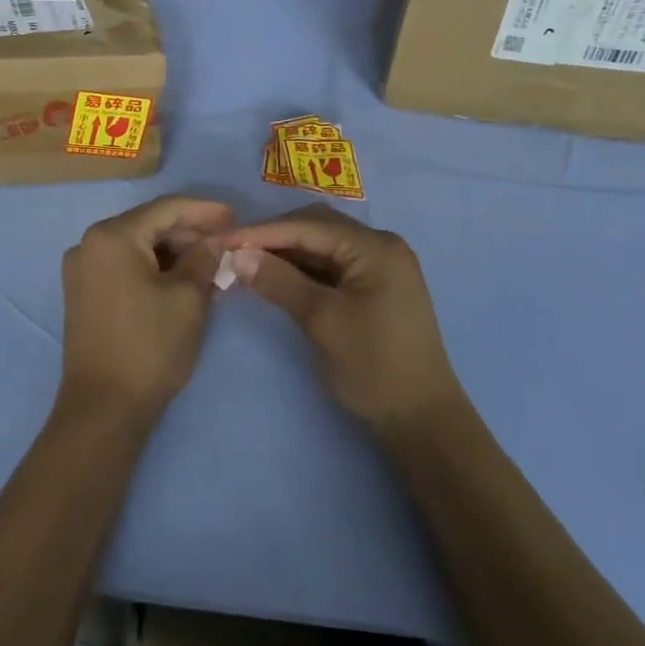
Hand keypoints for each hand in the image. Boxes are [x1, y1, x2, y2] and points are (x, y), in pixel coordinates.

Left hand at [60, 196, 234, 424]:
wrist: (104, 408)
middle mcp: (89, 244)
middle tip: (226, 243)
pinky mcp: (83, 294)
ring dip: (174, 252)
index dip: (204, 211)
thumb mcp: (188, 298)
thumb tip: (214, 241)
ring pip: (137, 247)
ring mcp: (82, 270)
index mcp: (112, 236)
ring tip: (211, 263)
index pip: (166, 209)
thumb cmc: (150, 346)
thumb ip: (203, 258)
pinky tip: (183, 279)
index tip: (235, 217)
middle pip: (149, 225)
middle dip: (190, 232)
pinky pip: (125, 266)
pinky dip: (155, 268)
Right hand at [222, 207, 461, 435]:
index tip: (223, 241)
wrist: (421, 419)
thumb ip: (280, 282)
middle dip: (274, 237)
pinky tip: (276, 277)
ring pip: (323, 246)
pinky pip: (332, 266)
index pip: (309, 226)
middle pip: (317, 227)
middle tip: (233, 252)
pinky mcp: (374, 287)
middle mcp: (381, 246)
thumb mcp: (322, 321)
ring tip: (247, 264)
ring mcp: (380, 266)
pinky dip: (303, 270)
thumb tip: (237, 256)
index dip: (262, 232)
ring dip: (287, 253)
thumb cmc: (373, 366)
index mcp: (376, 247)